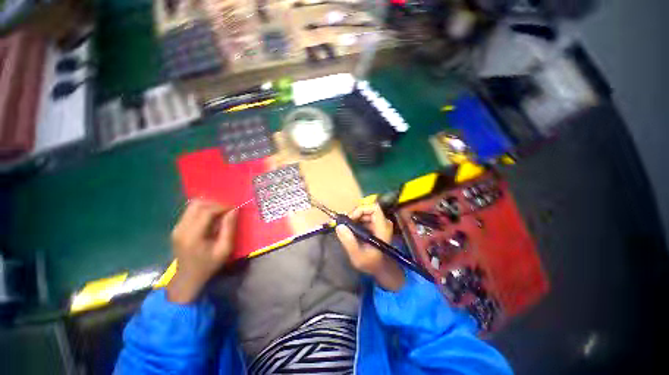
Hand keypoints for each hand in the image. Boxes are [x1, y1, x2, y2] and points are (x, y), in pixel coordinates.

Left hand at [167, 199, 237, 303]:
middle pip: (197, 204)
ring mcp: (177, 227)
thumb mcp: (224, 249)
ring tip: (220, 213)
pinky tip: (211, 218)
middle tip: (227, 210)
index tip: (234, 209)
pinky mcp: (177, 227)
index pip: (207, 211)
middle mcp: (181, 228)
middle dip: (215, 203)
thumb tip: (234, 210)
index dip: (222, 207)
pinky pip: (190, 211)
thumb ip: (229, 228)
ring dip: (208, 205)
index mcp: (193, 235)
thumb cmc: (208, 265)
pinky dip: (203, 210)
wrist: (187, 278)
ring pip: (192, 206)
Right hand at [335, 204, 404, 290]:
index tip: (351, 219)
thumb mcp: (357, 255)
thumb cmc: (371, 263)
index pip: (374, 208)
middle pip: (368, 209)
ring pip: (365, 212)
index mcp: (382, 228)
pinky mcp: (376, 225)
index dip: (361, 209)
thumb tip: (339, 226)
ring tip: (348, 229)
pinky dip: (357, 221)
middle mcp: (384, 223)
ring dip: (355, 218)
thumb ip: (349, 241)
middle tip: (345, 224)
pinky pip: (365, 217)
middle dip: (355, 214)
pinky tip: (352, 231)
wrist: (380, 268)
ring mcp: (380, 223)